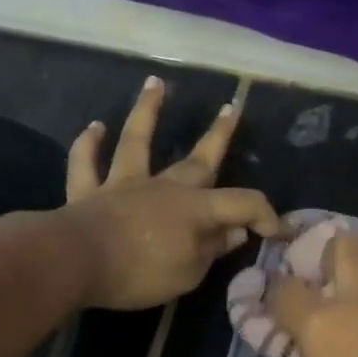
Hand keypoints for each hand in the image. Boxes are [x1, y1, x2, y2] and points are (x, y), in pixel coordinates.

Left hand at [60, 76, 284, 310]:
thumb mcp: (189, 272)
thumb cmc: (140, 271)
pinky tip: (94, 127)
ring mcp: (123, 184)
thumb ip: (213, 249)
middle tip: (230, 109)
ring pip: (136, 140)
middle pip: (198, 158)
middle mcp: (163, 187)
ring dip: (146, 111)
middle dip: (218, 135)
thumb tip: (235, 232)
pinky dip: (88, 144)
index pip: (243, 204)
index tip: (281, 232)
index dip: (266, 216)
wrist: (76, 262)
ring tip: (154, 84)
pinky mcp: (87, 192)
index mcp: (195, 208)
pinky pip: (85, 163)